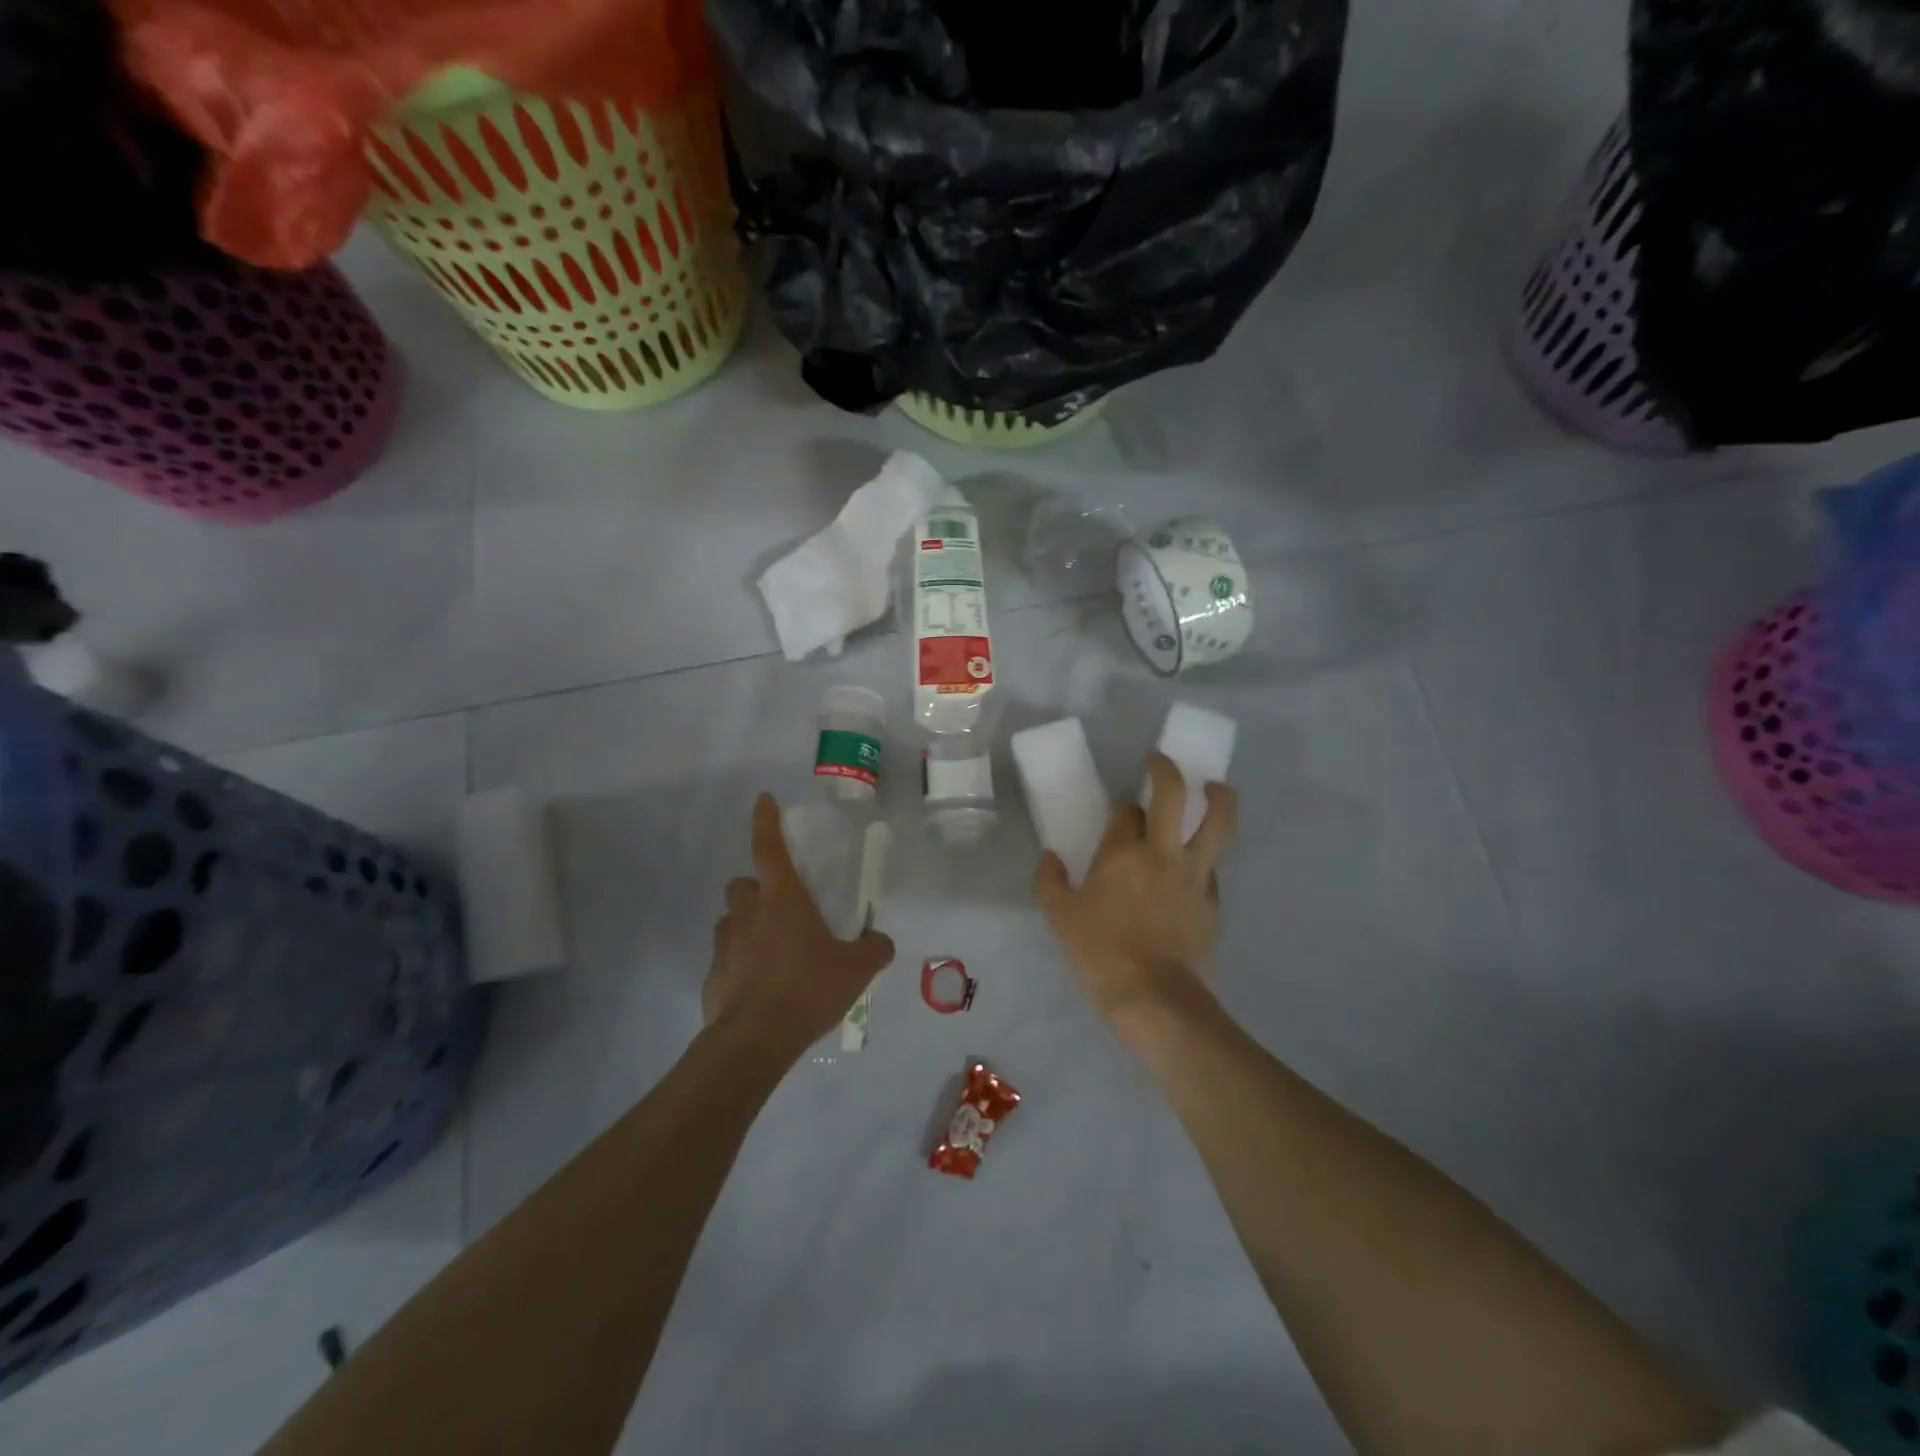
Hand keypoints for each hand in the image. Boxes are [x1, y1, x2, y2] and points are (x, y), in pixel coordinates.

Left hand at [705, 794, 895, 1058]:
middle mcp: (748, 913)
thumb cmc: (807, 990)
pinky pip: (726, 957)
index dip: (766, 821)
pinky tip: (760, 988)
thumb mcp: (856, 970)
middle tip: (782, 910)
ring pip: (731, 920)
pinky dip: (740, 963)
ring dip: (747, 925)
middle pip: (742, 885)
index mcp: (783, 900)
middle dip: (757, 889)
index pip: (769, 848)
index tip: (763, 799)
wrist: (753, 1042)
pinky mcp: (712, 975)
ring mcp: (725, 944)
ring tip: (772, 952)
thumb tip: (880, 940)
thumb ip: (874, 949)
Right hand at [1033, 752, 1235, 1035]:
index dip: (1121, 808)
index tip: (1117, 814)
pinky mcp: (1214, 902)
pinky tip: (1201, 863)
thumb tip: (1051, 857)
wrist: (1157, 1001)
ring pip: (1218, 823)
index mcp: (1122, 854)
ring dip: (1219, 797)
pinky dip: (1209, 855)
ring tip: (1215, 788)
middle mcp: (1163, 853)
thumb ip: (1050, 883)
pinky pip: (1215, 866)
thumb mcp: (1060, 921)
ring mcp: (1195, 876)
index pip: (1126, 812)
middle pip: (1174, 795)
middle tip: (1160, 762)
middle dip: (1167, 770)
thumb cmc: (1101, 956)